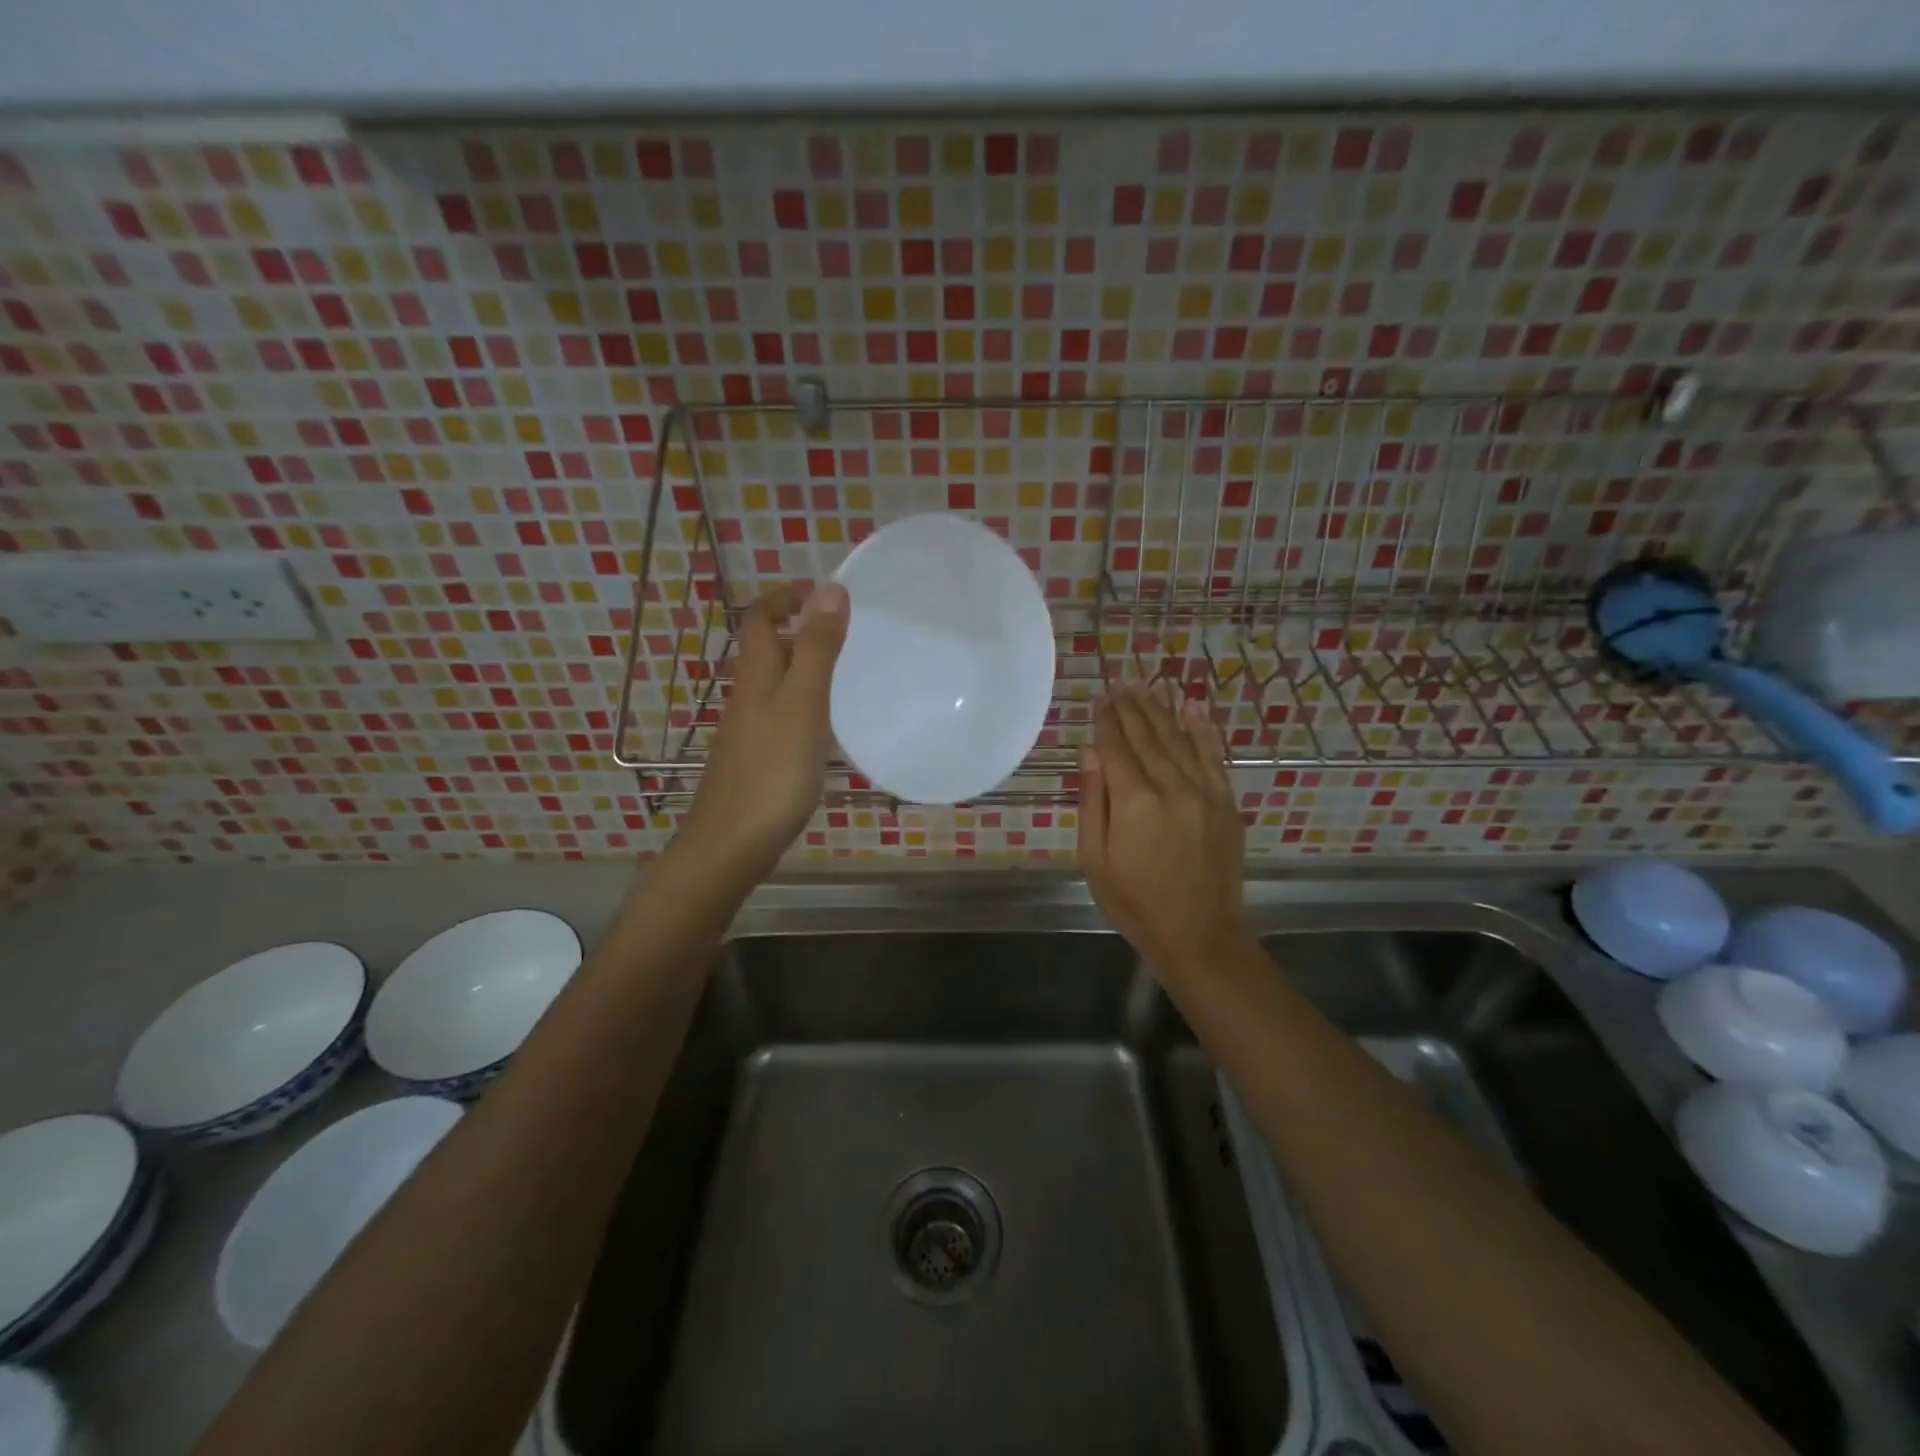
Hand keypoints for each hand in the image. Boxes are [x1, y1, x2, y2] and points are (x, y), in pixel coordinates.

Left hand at [680, 582, 848, 880]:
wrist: (731, 844)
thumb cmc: (772, 771)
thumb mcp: (803, 704)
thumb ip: (818, 649)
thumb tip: (830, 588)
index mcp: (756, 676)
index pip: (761, 619)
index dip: (786, 597)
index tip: (824, 590)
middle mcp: (747, 696)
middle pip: (767, 650)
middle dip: (800, 630)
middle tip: (847, 631)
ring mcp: (749, 731)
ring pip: (775, 684)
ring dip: (804, 667)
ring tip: (848, 672)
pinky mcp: (756, 760)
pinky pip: (781, 715)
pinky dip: (804, 704)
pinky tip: (828, 726)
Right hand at [1078, 685, 1248, 980]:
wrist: (1200, 935)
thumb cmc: (1135, 903)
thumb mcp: (1095, 859)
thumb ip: (1093, 801)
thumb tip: (1091, 752)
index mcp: (1135, 802)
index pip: (1116, 748)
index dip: (1105, 721)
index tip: (1098, 698)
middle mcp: (1172, 787)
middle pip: (1147, 736)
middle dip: (1130, 707)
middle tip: (1118, 682)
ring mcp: (1204, 793)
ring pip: (1179, 739)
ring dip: (1160, 710)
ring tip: (1145, 686)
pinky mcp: (1226, 803)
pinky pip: (1214, 756)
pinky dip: (1203, 729)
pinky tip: (1193, 707)